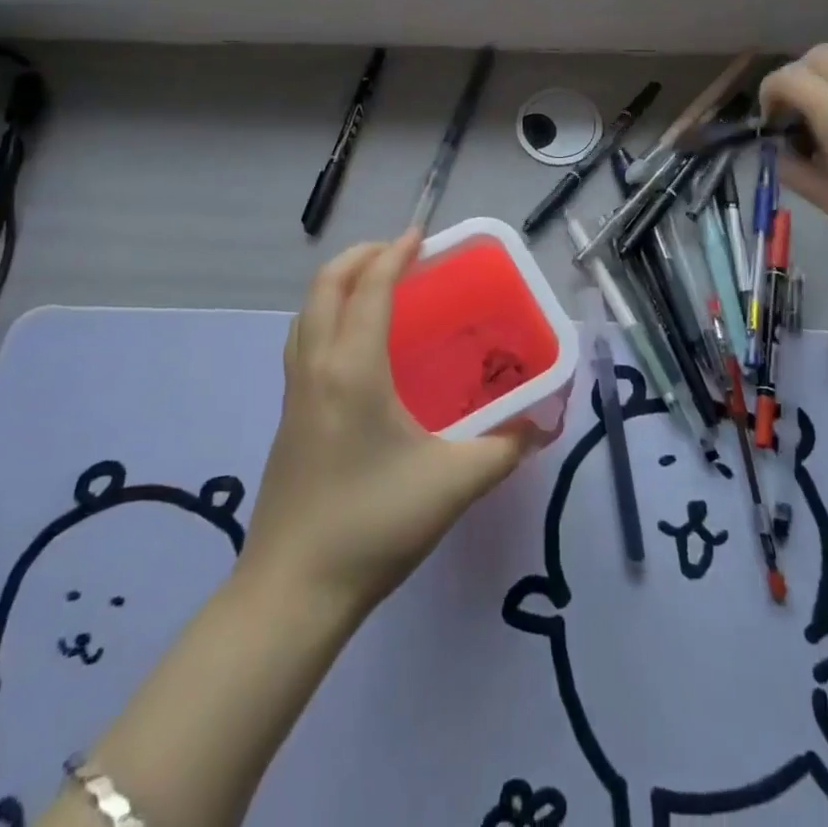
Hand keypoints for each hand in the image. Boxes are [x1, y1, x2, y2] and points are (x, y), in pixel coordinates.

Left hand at [239, 231, 546, 617]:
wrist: (293, 591)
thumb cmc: (374, 525)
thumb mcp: (453, 484)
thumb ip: (504, 449)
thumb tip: (540, 426)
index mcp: (353, 369)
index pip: (369, 288)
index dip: (394, 254)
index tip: (420, 235)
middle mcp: (317, 367)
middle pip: (325, 286)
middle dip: (359, 256)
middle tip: (398, 254)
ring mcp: (294, 392)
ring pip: (306, 312)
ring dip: (336, 284)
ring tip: (374, 286)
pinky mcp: (286, 416)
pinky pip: (302, 341)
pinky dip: (325, 316)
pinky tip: (354, 346)